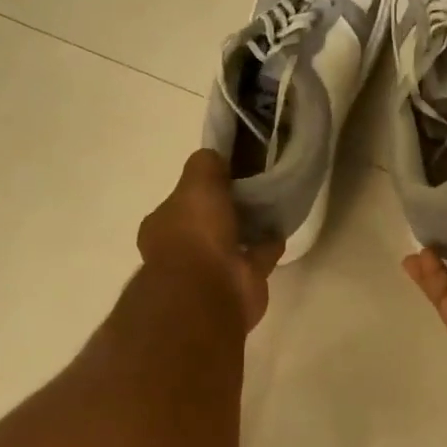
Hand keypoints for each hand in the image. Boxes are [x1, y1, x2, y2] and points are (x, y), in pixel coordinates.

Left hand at [138, 150, 283, 331]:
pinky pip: (258, 256)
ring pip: (233, 240)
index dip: (201, 188)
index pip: (181, 201)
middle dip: (225, 209)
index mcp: (163, 225)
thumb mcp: (197, 182)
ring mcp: (212, 269)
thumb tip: (216, 157)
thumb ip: (206, 165)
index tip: (225, 173)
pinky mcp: (241, 282)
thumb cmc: (195, 232)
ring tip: (272, 204)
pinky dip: (268, 244)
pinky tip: (282, 226)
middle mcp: (183, 248)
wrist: (211, 289)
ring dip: (249, 227)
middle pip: (208, 222)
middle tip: (253, 186)